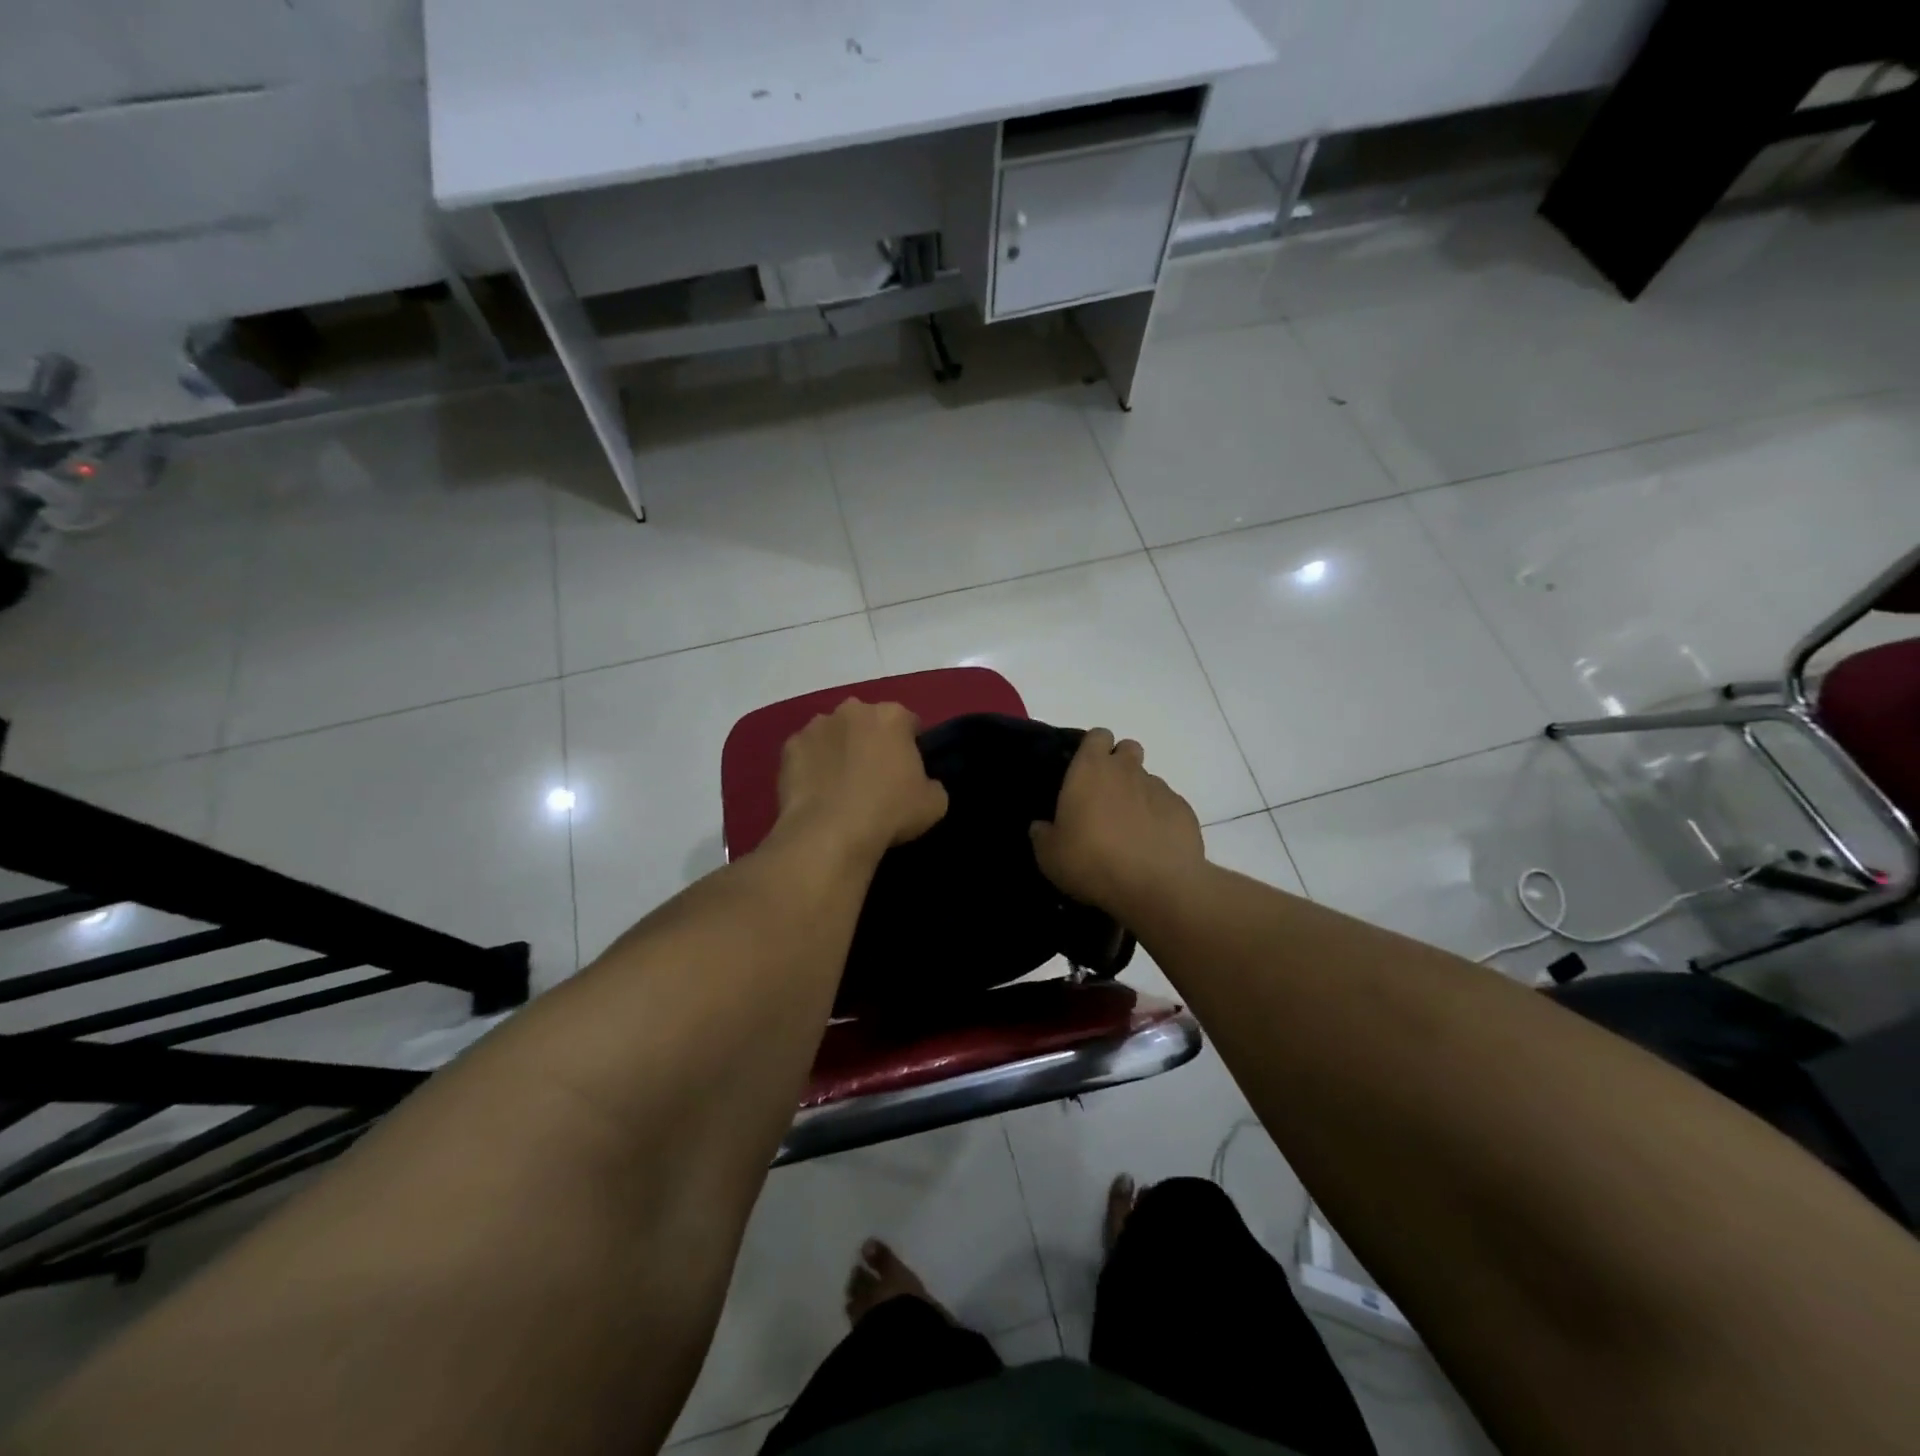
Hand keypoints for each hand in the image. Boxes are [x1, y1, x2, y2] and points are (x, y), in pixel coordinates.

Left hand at [776, 698, 947, 858]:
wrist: (830, 834)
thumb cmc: (890, 812)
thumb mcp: (935, 803)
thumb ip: (932, 784)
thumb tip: (922, 784)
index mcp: (892, 715)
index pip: (909, 722)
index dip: (911, 745)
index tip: (909, 770)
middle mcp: (853, 710)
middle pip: (868, 722)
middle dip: (872, 741)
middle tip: (875, 776)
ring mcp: (816, 726)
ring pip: (834, 733)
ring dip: (839, 749)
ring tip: (841, 785)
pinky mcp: (790, 747)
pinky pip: (806, 752)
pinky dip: (811, 765)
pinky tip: (816, 791)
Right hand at [1029, 728, 1202, 916]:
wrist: (1156, 885)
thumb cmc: (1092, 861)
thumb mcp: (1050, 856)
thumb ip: (1043, 835)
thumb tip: (1041, 828)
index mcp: (1090, 769)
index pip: (1097, 735)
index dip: (1093, 749)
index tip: (1085, 772)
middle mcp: (1126, 770)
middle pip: (1127, 748)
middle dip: (1119, 764)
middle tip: (1106, 797)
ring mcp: (1159, 788)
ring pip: (1147, 779)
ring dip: (1138, 795)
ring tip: (1130, 829)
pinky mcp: (1183, 810)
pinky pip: (1168, 805)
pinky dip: (1160, 818)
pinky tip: (1153, 845)